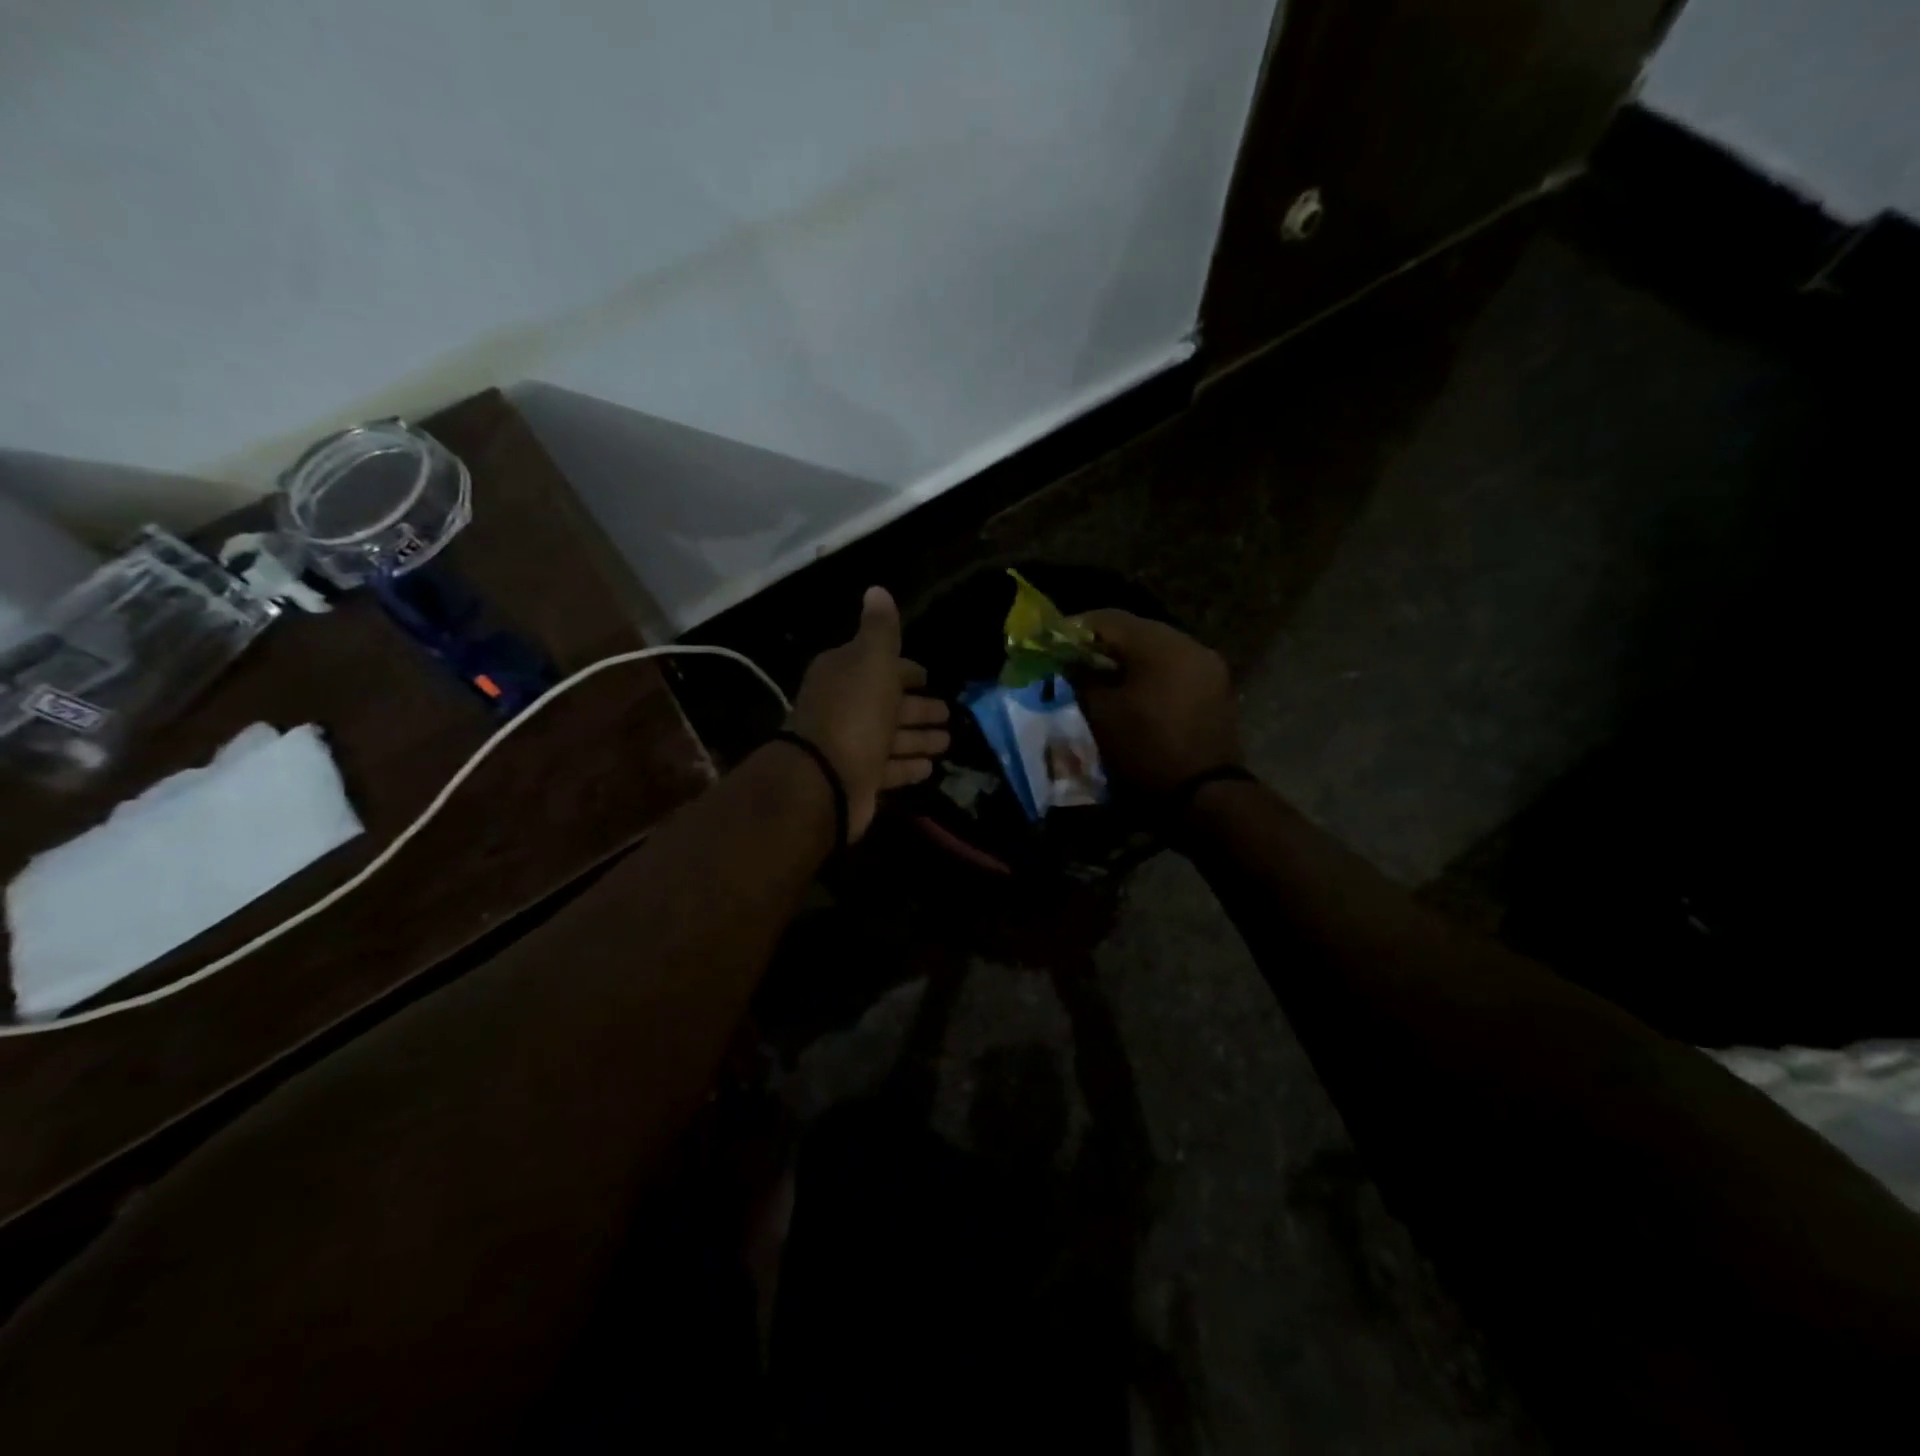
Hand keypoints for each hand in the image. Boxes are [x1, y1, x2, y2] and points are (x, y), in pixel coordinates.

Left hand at [787, 587, 950, 841]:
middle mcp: (844, 707)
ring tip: (947, 741)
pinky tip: (930, 767)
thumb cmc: (854, 713)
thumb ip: (881, 630)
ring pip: (891, 737)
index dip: (905, 670)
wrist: (824, 779)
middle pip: (887, 703)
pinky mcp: (857, 778)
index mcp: (844, 674)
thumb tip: (876, 589)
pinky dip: (908, 766)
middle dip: (917, 707)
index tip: (929, 677)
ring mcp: (850, 745)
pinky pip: (889, 768)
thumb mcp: (872, 662)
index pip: (879, 665)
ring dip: (918, 738)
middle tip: (948, 712)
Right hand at [1072, 610, 1240, 794]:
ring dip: (1128, 660)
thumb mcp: (1100, 714)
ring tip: (1102, 680)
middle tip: (1074, 662)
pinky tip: (1133, 694)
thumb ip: (1081, 679)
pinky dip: (1151, 675)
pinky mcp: (1217, 689)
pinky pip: (1176, 669)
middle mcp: (1189, 644)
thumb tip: (1069, 663)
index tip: (1052, 644)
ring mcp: (1208, 666)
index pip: (1108, 619)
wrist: (1204, 797)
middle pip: (1136, 630)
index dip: (1075, 629)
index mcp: (1159, 644)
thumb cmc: (1144, 751)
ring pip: (1158, 650)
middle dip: (1102, 644)